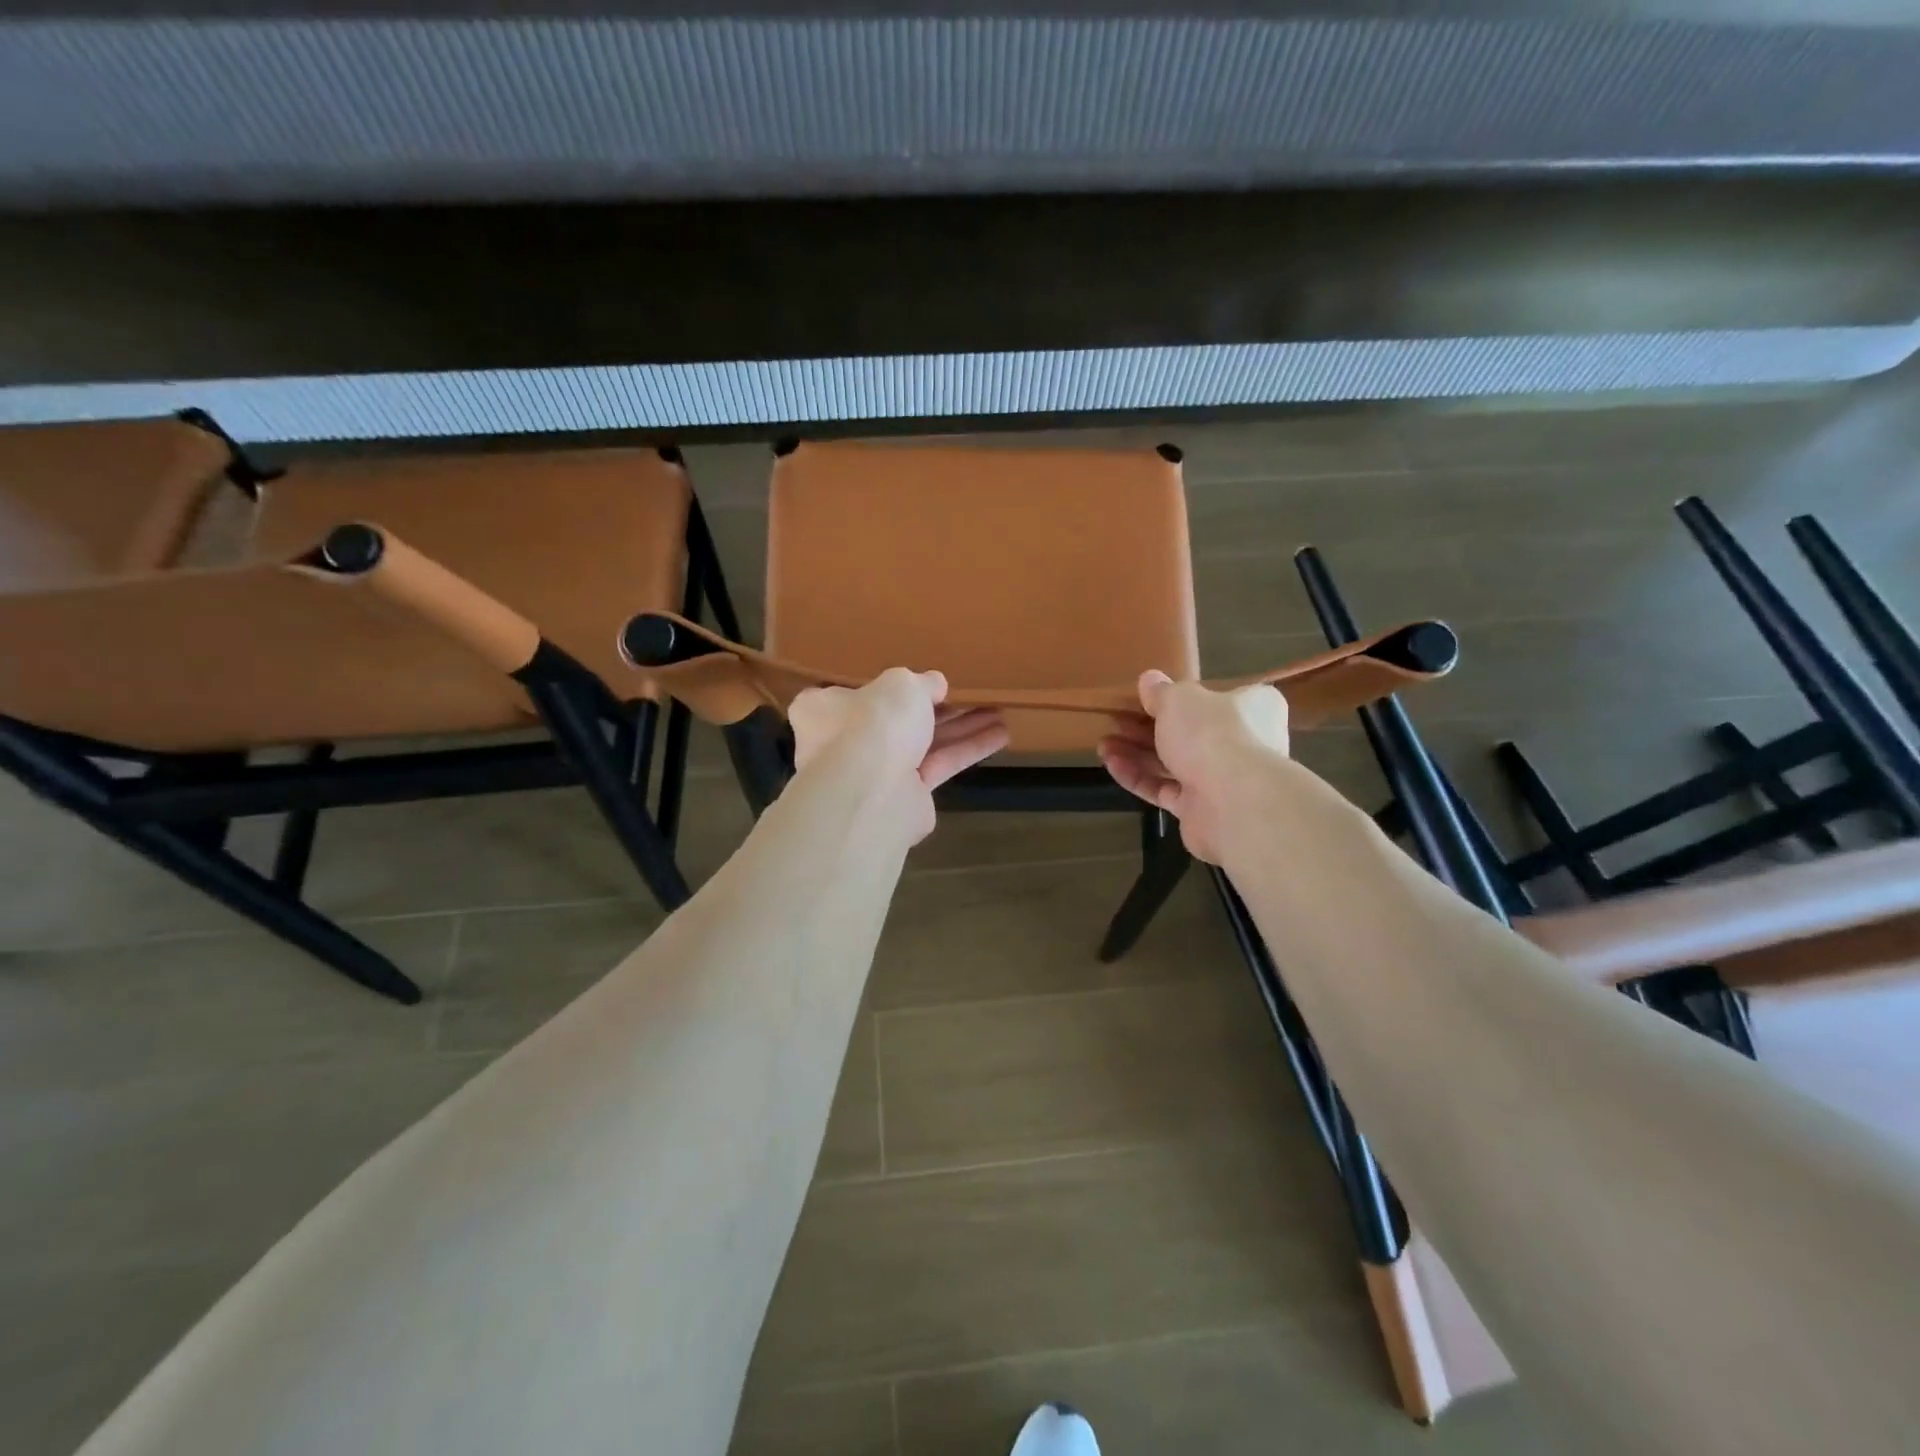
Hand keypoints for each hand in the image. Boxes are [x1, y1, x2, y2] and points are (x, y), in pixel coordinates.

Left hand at [789, 669, 1009, 841]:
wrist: (873, 794)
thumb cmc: (874, 724)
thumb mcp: (901, 684)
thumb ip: (921, 683)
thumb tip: (936, 685)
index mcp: (824, 710)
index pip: (849, 693)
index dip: (882, 686)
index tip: (911, 679)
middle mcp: (844, 742)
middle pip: (895, 720)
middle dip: (937, 707)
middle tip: (971, 694)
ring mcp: (875, 773)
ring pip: (924, 742)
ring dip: (961, 727)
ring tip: (999, 712)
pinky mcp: (905, 797)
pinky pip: (939, 765)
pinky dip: (967, 750)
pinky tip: (1001, 735)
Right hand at [1097, 670, 1289, 863]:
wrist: (1231, 802)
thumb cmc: (1210, 734)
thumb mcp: (1179, 699)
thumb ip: (1161, 691)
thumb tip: (1149, 680)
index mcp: (1251, 708)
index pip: (1217, 697)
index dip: (1180, 698)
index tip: (1147, 698)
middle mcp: (1243, 743)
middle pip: (1189, 732)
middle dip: (1147, 727)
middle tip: (1116, 721)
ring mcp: (1223, 780)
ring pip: (1174, 763)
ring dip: (1137, 753)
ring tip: (1104, 744)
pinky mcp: (1201, 810)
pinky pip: (1165, 789)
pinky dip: (1139, 777)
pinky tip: (1111, 764)